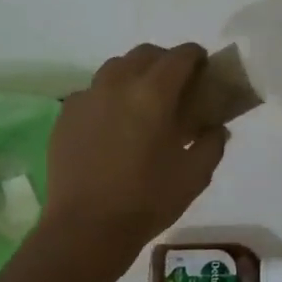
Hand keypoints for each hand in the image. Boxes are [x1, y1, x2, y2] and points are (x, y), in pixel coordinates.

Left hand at [40, 43, 228, 265]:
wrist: (86, 227)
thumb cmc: (147, 200)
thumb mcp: (195, 175)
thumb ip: (211, 144)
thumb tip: (215, 128)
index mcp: (154, 94)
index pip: (180, 56)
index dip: (196, 56)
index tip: (205, 68)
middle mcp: (118, 84)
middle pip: (145, 54)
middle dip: (165, 61)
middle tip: (177, 85)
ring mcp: (86, 97)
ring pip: (114, 68)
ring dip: (135, 73)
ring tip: (143, 101)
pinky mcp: (66, 115)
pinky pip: (92, 92)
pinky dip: (109, 96)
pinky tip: (114, 123)